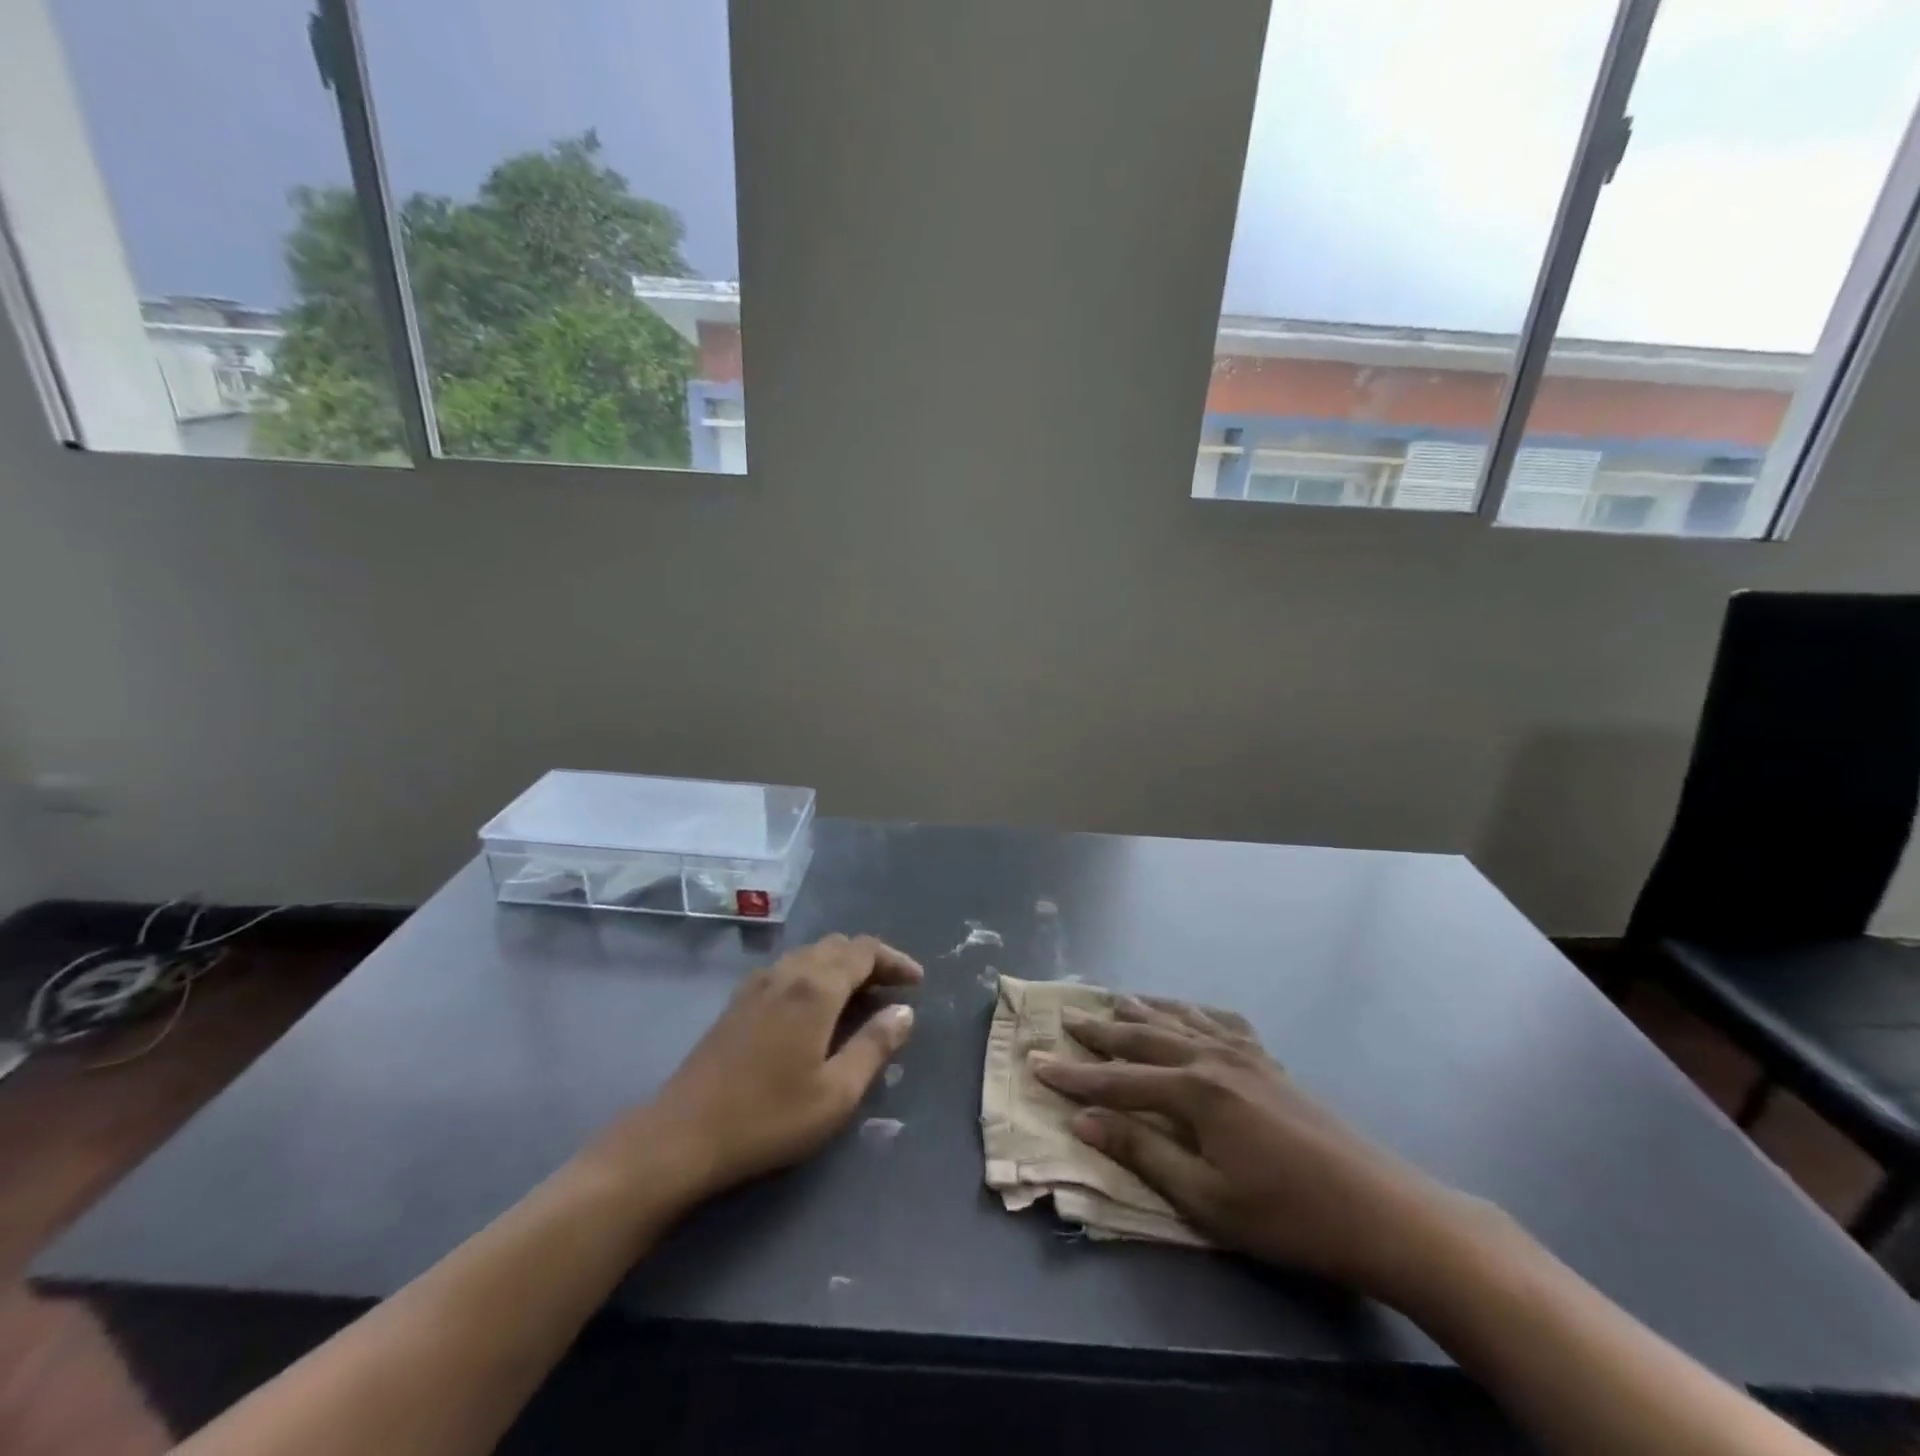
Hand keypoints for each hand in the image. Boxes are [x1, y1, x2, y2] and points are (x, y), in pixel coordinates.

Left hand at [592, 934, 921, 1203]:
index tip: (917, 981)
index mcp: (816, 987)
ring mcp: (758, 983)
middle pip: (838, 946)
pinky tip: (815, 1008)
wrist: (683, 1134)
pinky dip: (814, 975)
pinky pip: (788, 969)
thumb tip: (904, 1012)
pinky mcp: (738, 1001)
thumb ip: (875, 1046)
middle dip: (871, 960)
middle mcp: (788, 972)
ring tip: (861, 998)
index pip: (864, 951)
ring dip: (841, 966)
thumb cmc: (768, 1116)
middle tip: (893, 989)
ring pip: (811, 954)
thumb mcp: (836, 1092)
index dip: (895, 960)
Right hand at [1032, 996, 1470, 1296]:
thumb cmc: (1287, 1215)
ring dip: (1144, 1010)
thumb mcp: (1205, 1199)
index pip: (1117, 1080)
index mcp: (1194, 1091)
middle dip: (1102, 1029)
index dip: (1073, 1075)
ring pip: (1180, 1020)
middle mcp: (1213, 1059)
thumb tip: (1085, 1121)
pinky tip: (1191, 1013)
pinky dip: (1194, 1013)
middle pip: (1145, 1037)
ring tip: (1117, 999)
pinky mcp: (1269, 1062)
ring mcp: (1245, 1055)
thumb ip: (1143, 1152)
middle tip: (1068, 1017)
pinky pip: (1220, 1023)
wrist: (1381, 1210)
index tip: (1035, 1062)